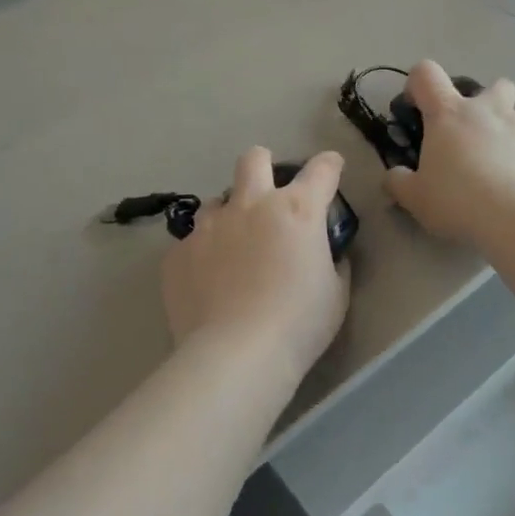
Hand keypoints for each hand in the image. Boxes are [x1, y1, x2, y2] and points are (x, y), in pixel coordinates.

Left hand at [159, 148, 349, 383]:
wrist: (235, 356)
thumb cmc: (299, 324)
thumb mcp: (335, 294)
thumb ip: (332, 263)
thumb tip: (327, 255)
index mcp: (296, 210)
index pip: (321, 169)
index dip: (329, 165)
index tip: (331, 167)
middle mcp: (251, 205)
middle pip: (254, 159)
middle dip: (263, 165)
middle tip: (268, 193)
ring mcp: (209, 226)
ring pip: (217, 201)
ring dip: (229, 216)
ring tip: (233, 249)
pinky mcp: (179, 253)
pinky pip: (192, 242)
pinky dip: (203, 255)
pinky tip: (208, 283)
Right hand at [384, 61, 514, 245]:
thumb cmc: (458, 201)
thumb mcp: (415, 198)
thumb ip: (398, 183)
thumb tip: (393, 177)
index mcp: (450, 113)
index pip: (426, 74)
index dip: (419, 84)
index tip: (418, 107)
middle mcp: (491, 109)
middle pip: (496, 85)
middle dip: (490, 102)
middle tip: (478, 134)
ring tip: (513, 152)